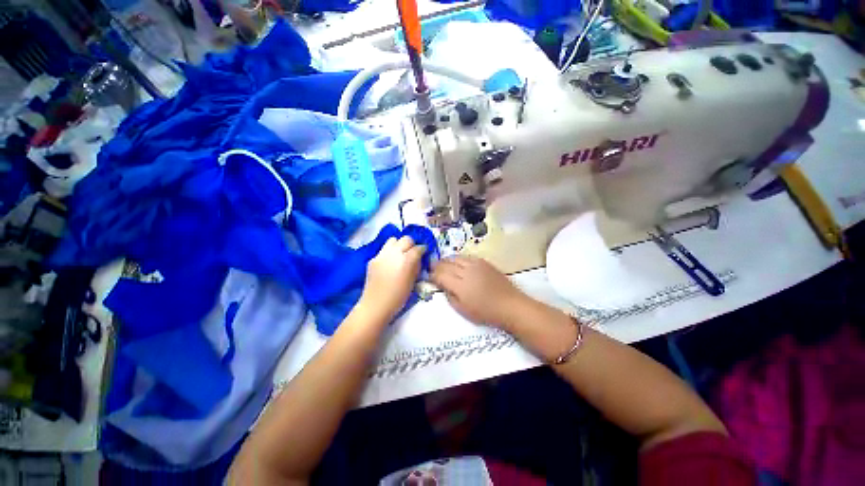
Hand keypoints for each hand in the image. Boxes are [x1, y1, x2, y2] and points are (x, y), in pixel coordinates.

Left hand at [359, 236, 425, 319]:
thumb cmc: (398, 297)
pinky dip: (389, 252)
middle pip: (406, 239)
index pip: (418, 248)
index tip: (424, 252)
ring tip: (400, 254)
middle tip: (412, 252)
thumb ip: (416, 267)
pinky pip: (384, 250)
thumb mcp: (412, 282)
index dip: (422, 249)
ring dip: (399, 244)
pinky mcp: (373, 258)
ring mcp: (382, 255)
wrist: (376, 305)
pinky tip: (389, 263)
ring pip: (393, 240)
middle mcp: (394, 253)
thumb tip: (418, 259)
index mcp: (406, 260)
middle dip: (411, 244)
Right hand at [430, 256, 531, 329]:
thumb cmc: (485, 312)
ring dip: (446, 260)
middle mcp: (466, 271)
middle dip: (436, 265)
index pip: (440, 275)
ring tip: (442, 263)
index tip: (428, 276)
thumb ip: (449, 296)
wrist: (509, 304)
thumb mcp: (462, 310)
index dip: (432, 275)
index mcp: (460, 285)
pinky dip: (458, 258)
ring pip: (455, 257)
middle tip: (431, 267)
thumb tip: (443, 285)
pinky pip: (466, 257)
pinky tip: (457, 262)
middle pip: (446, 264)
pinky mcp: (483, 261)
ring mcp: (475, 264)